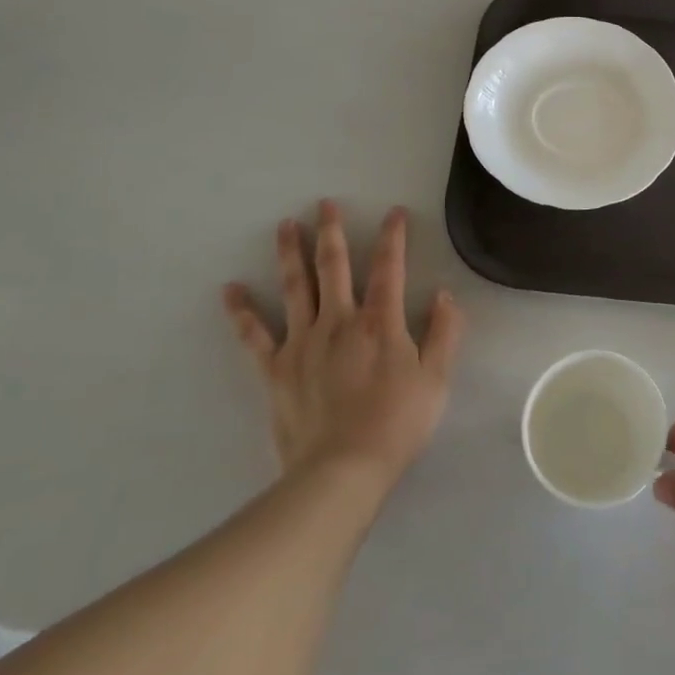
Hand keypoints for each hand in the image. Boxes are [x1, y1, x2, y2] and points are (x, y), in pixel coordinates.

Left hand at [222, 201, 461, 486]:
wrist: (342, 470)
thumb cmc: (397, 424)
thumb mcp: (437, 379)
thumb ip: (445, 333)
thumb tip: (444, 295)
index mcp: (381, 323)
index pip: (389, 268)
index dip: (393, 238)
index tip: (394, 212)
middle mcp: (340, 321)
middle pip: (334, 267)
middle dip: (331, 233)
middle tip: (324, 204)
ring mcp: (303, 343)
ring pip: (295, 288)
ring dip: (290, 254)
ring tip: (285, 226)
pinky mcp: (276, 369)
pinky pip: (255, 335)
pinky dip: (242, 312)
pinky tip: (230, 290)